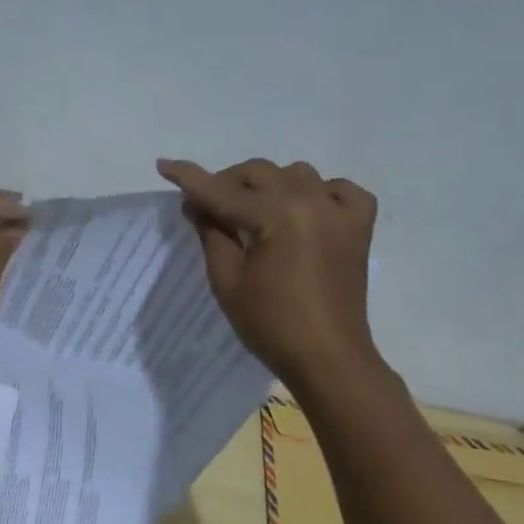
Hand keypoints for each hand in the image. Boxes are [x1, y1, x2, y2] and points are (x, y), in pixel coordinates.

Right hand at [156, 157, 379, 383]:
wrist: (327, 358)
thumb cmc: (269, 324)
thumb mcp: (226, 280)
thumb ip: (211, 233)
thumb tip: (196, 203)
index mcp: (276, 216)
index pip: (221, 191)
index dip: (189, 178)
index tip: (164, 165)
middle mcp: (310, 202)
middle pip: (259, 172)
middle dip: (227, 182)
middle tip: (207, 206)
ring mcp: (340, 211)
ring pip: (296, 174)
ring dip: (268, 185)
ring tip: (253, 211)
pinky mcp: (358, 226)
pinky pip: (340, 189)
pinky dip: (320, 191)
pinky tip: (306, 209)